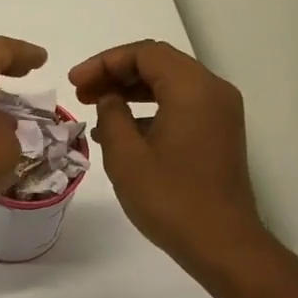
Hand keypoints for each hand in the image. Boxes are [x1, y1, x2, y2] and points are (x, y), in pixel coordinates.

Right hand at [70, 40, 268, 275]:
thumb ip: (112, 115)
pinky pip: (182, 105)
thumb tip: (110, 99)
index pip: (144, 53)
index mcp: (192, 89)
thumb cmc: (170, 198)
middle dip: (116, 73)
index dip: (104, 62)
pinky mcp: (220, 133)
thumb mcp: (126, 156)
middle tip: (81, 92)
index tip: (75, 82)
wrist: (222, 243)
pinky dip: (151, 109)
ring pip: (170, 84)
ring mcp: (221, 113)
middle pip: (159, 64)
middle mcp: (213, 91)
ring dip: (132, 91)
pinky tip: (122, 132)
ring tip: (96, 108)